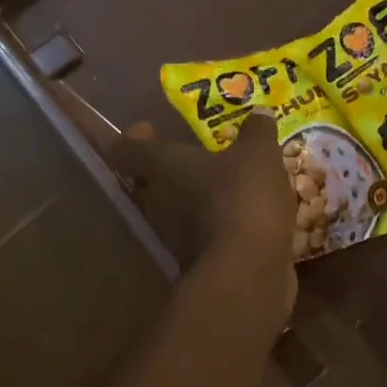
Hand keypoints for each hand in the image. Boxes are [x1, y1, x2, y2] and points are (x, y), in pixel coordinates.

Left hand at [110, 114, 297, 307]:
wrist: (247, 273)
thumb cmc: (241, 199)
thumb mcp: (258, 154)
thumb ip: (257, 131)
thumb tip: (259, 113)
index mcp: (162, 168)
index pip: (126, 151)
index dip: (133, 139)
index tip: (148, 129)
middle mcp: (158, 202)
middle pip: (148, 183)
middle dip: (168, 170)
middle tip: (195, 156)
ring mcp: (175, 237)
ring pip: (176, 211)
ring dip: (195, 199)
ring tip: (226, 186)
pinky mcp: (200, 263)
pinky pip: (202, 235)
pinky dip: (216, 225)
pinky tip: (244, 216)